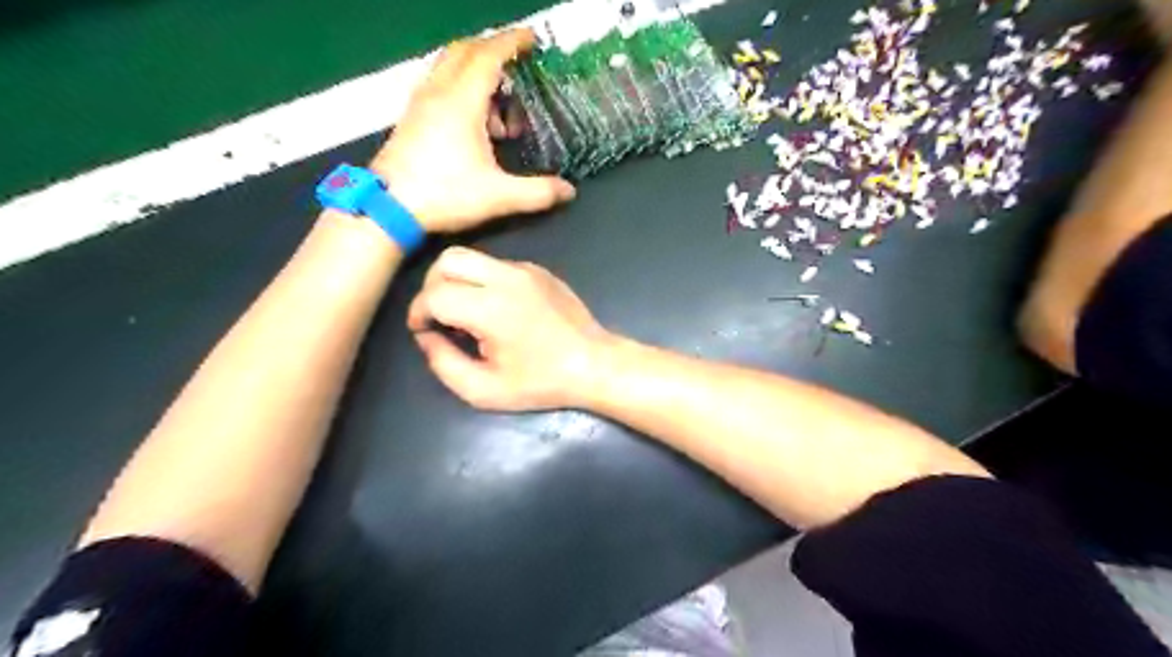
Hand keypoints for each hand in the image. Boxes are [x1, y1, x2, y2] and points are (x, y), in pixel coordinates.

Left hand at [370, 29, 575, 231]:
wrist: (388, 207)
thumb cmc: (445, 195)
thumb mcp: (499, 196)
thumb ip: (538, 192)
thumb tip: (569, 191)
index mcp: (461, 102)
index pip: (488, 56)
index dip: (512, 43)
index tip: (532, 39)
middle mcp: (438, 92)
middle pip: (465, 50)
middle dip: (493, 51)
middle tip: (518, 67)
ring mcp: (420, 103)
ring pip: (449, 67)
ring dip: (477, 74)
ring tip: (501, 110)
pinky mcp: (411, 117)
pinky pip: (439, 85)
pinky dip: (461, 89)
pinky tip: (474, 124)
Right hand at [409, 245, 613, 410]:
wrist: (594, 364)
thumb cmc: (541, 383)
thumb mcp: (484, 390)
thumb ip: (444, 364)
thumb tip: (426, 336)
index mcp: (490, 308)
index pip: (434, 294)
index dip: (418, 312)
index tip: (423, 331)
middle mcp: (506, 278)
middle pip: (448, 259)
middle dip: (432, 286)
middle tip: (438, 314)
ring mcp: (525, 270)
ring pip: (473, 257)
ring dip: (457, 280)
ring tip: (465, 312)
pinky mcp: (538, 270)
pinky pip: (497, 265)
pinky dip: (483, 280)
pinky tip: (496, 309)